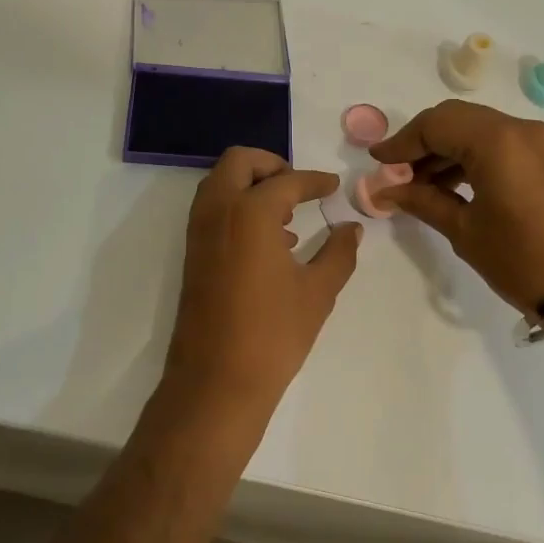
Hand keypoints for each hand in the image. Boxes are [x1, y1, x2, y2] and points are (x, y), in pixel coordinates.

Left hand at [162, 147, 361, 424]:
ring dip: (250, 184)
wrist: (216, 380)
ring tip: (287, 216)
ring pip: (220, 183)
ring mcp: (199, 231)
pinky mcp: (192, 253)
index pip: (287, 181)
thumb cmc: (273, 333)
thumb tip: (351, 228)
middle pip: (239, 162)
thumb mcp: (318, 292)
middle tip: (299, 187)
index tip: (333, 186)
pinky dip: (236, 206)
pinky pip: (212, 209)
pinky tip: (268, 242)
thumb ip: (338, 253)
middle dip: (271, 164)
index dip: (315, 181)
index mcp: (250, 212)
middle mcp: (218, 210)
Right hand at [371, 100, 543, 311]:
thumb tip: (386, 190)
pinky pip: (500, 144)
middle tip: (396, 173)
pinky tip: (452, 186)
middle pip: (456, 119)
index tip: (377, 162)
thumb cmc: (524, 261)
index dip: (401, 141)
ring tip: (419, 185)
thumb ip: (422, 201)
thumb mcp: (465, 231)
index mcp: (497, 141)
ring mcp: (540, 142)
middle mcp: (520, 129)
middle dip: (422, 142)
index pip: (435, 124)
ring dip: (446, 150)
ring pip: (478, 130)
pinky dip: (471, 157)